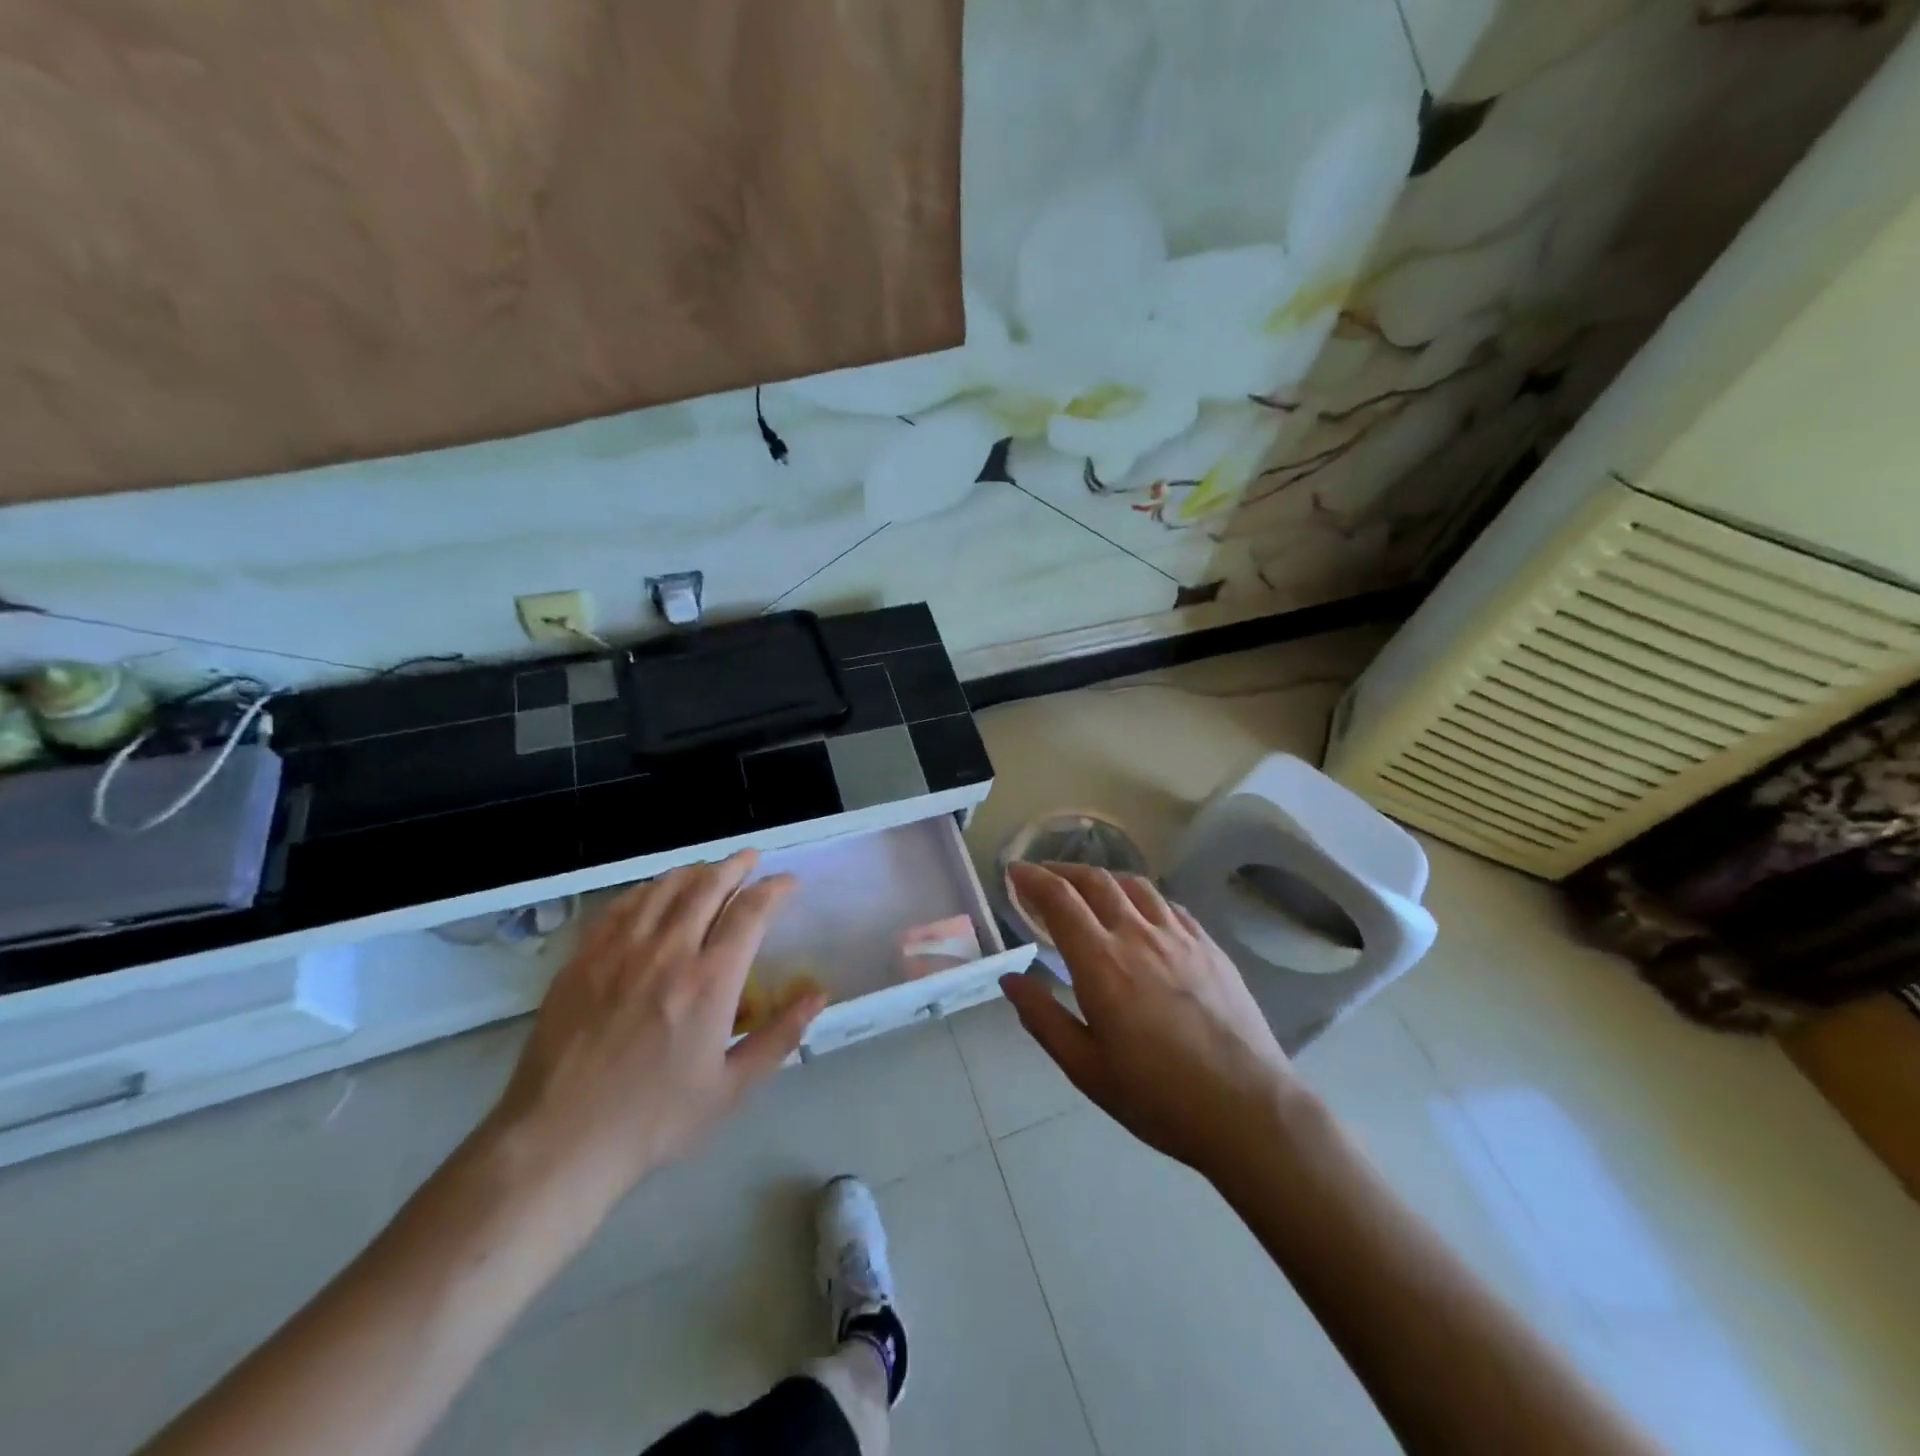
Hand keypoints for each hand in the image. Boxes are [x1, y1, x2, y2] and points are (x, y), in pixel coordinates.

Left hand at [483, 851, 823, 1219]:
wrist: (559, 1141)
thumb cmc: (654, 1120)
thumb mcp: (731, 1088)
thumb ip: (780, 1036)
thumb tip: (819, 994)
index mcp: (710, 982)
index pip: (750, 912)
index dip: (773, 888)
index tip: (787, 883)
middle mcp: (668, 952)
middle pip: (707, 885)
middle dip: (736, 865)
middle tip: (751, 859)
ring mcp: (620, 951)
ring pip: (664, 888)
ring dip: (694, 871)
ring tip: (709, 869)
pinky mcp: (583, 959)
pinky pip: (621, 906)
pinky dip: (647, 889)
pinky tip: (655, 892)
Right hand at [1000, 861, 1304, 1181]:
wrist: (1248, 1109)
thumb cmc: (1157, 1096)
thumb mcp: (1085, 1067)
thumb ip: (1042, 1017)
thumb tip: (1010, 978)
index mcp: (1101, 962)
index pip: (1059, 899)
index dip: (1032, 879)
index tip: (1014, 872)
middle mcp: (1138, 935)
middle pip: (1095, 881)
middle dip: (1062, 870)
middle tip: (1043, 876)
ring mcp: (1179, 937)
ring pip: (1135, 886)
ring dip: (1103, 878)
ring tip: (1089, 888)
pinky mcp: (1210, 947)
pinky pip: (1169, 905)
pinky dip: (1143, 897)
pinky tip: (1142, 912)